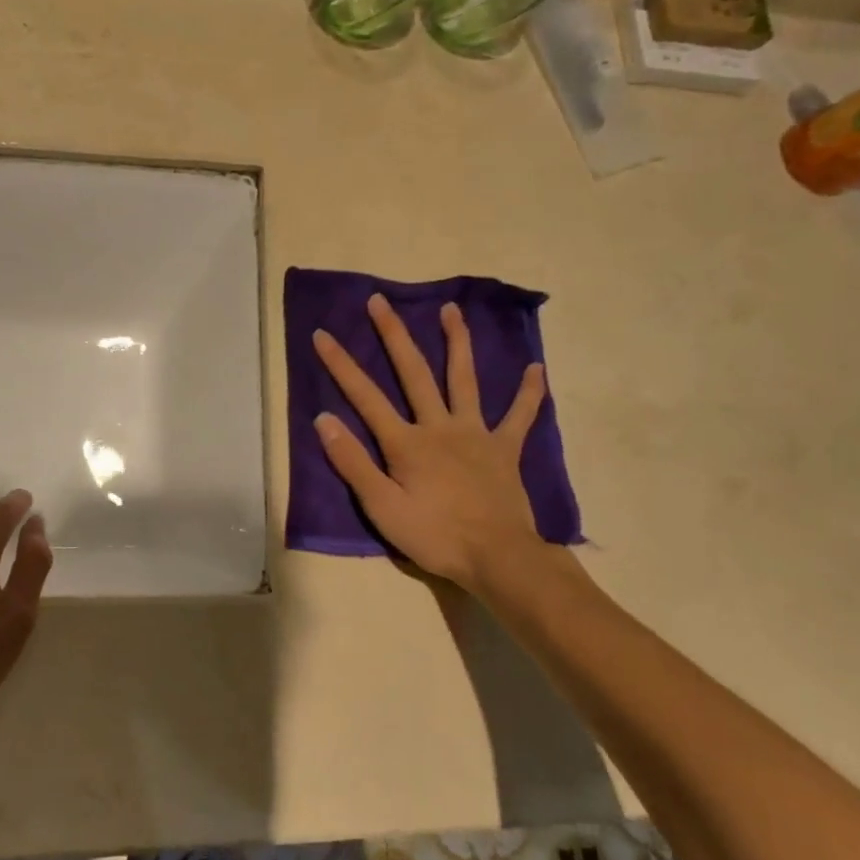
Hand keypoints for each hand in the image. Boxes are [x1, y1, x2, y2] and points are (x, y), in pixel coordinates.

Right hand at [313, 294, 549, 594]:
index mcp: (406, 442)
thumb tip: (324, 419)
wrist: (498, 558)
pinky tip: (537, 369)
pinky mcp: (504, 449)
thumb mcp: (382, 508)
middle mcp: (439, 426)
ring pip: (464, 379)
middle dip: (393, 334)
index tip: (322, 334)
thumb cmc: (435, 536)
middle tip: (380, 301)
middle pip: (413, 372)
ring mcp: (475, 434)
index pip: (365, 396)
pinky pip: (520, 416)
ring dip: (457, 342)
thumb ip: (353, 462)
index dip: (341, 364)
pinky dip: (529, 393)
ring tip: (452, 310)